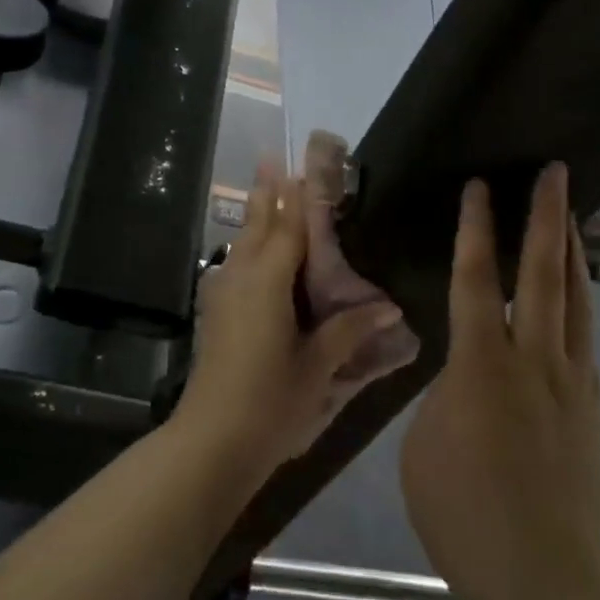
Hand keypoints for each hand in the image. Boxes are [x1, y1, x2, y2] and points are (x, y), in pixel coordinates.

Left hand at [178, 163, 403, 482]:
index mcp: (268, 280)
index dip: (298, 196)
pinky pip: (235, 265)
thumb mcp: (318, 366)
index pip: (289, 227)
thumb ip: (350, 329)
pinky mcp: (216, 314)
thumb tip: (388, 306)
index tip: (303, 164)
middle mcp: (241, 276)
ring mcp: (223, 294)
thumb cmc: (271, 401)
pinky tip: (253, 254)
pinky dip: (247, 247)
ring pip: (242, 244)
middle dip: (267, 193)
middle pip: (258, 225)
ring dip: (255, 218)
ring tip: (265, 194)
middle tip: (272, 159)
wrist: (211, 440)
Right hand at [402, 164, 599, 599]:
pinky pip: (586, 337)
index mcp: (482, 366)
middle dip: (546, 218)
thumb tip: (462, 380)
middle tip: (555, 173)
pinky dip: (581, 302)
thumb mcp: (421, 449)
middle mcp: (534, 360)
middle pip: (543, 274)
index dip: (475, 229)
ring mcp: (573, 383)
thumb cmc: (467, 517)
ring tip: (575, 215)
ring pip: (576, 300)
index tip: (480, 188)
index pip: (475, 280)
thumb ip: (442, 398)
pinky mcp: (593, 408)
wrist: (550, 583)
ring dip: (572, 252)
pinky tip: (576, 296)